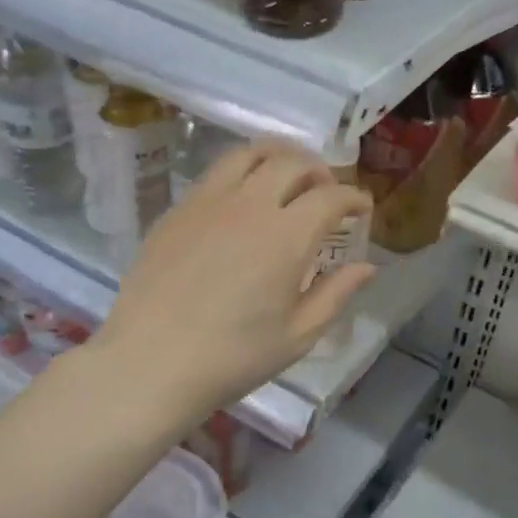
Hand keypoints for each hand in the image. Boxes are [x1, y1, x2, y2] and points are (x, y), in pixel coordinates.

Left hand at [95, 141, 376, 420]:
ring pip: (249, 154)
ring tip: (287, 175)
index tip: (362, 208)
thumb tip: (366, 267)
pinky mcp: (177, 211)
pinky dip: (242, 173)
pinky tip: (241, 200)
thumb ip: (336, 294)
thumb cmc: (233, 357)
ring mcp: (207, 202)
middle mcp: (249, 205)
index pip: (331, 196)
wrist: (151, 363)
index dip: (353, 197)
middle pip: (292, 162)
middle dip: (319, 170)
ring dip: (278, 156)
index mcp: (286, 236)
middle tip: (327, 191)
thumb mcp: (298, 336)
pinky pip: (216, 174)